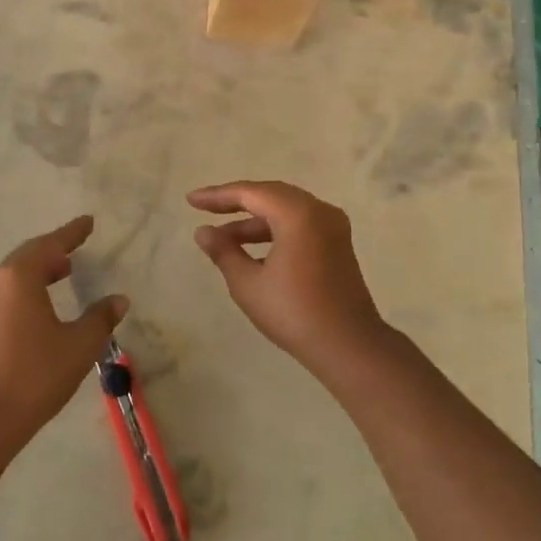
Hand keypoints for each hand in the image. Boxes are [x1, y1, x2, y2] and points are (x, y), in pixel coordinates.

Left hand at [0, 214, 127, 438]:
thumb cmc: (34, 374)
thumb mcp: (78, 345)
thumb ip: (100, 318)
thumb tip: (118, 299)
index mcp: (20, 276)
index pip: (50, 244)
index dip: (72, 233)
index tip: (87, 221)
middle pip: (28, 256)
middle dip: (53, 250)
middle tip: (75, 248)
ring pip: (15, 276)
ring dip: (39, 270)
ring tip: (63, 274)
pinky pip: (8, 294)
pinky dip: (28, 290)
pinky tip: (42, 307)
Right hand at [188, 181, 388, 377]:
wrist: (349, 346)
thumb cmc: (294, 313)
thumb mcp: (248, 283)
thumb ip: (224, 251)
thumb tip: (203, 232)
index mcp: (297, 213)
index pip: (250, 193)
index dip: (217, 196)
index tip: (191, 201)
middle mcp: (318, 210)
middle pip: (269, 195)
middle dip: (235, 202)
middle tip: (204, 209)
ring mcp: (332, 226)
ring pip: (285, 209)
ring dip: (253, 221)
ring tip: (222, 237)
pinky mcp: (337, 243)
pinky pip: (299, 223)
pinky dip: (273, 230)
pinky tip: (252, 249)